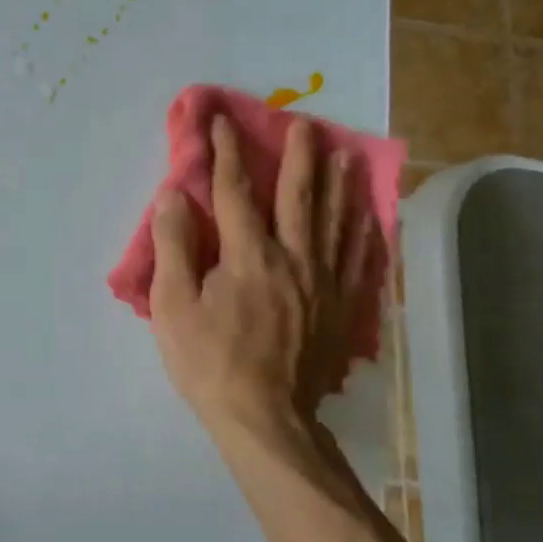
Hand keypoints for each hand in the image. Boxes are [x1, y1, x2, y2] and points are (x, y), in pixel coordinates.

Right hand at [149, 116, 371, 443]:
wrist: (267, 419)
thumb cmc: (211, 363)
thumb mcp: (174, 307)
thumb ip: (174, 247)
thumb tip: (174, 195)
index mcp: (249, 255)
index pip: (235, 191)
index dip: (226, 153)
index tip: (221, 121)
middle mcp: (294, 258)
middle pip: (299, 196)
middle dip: (299, 156)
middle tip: (304, 123)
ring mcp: (324, 283)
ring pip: (335, 221)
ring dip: (338, 184)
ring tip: (343, 154)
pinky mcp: (342, 308)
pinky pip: (358, 259)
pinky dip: (363, 231)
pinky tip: (368, 215)